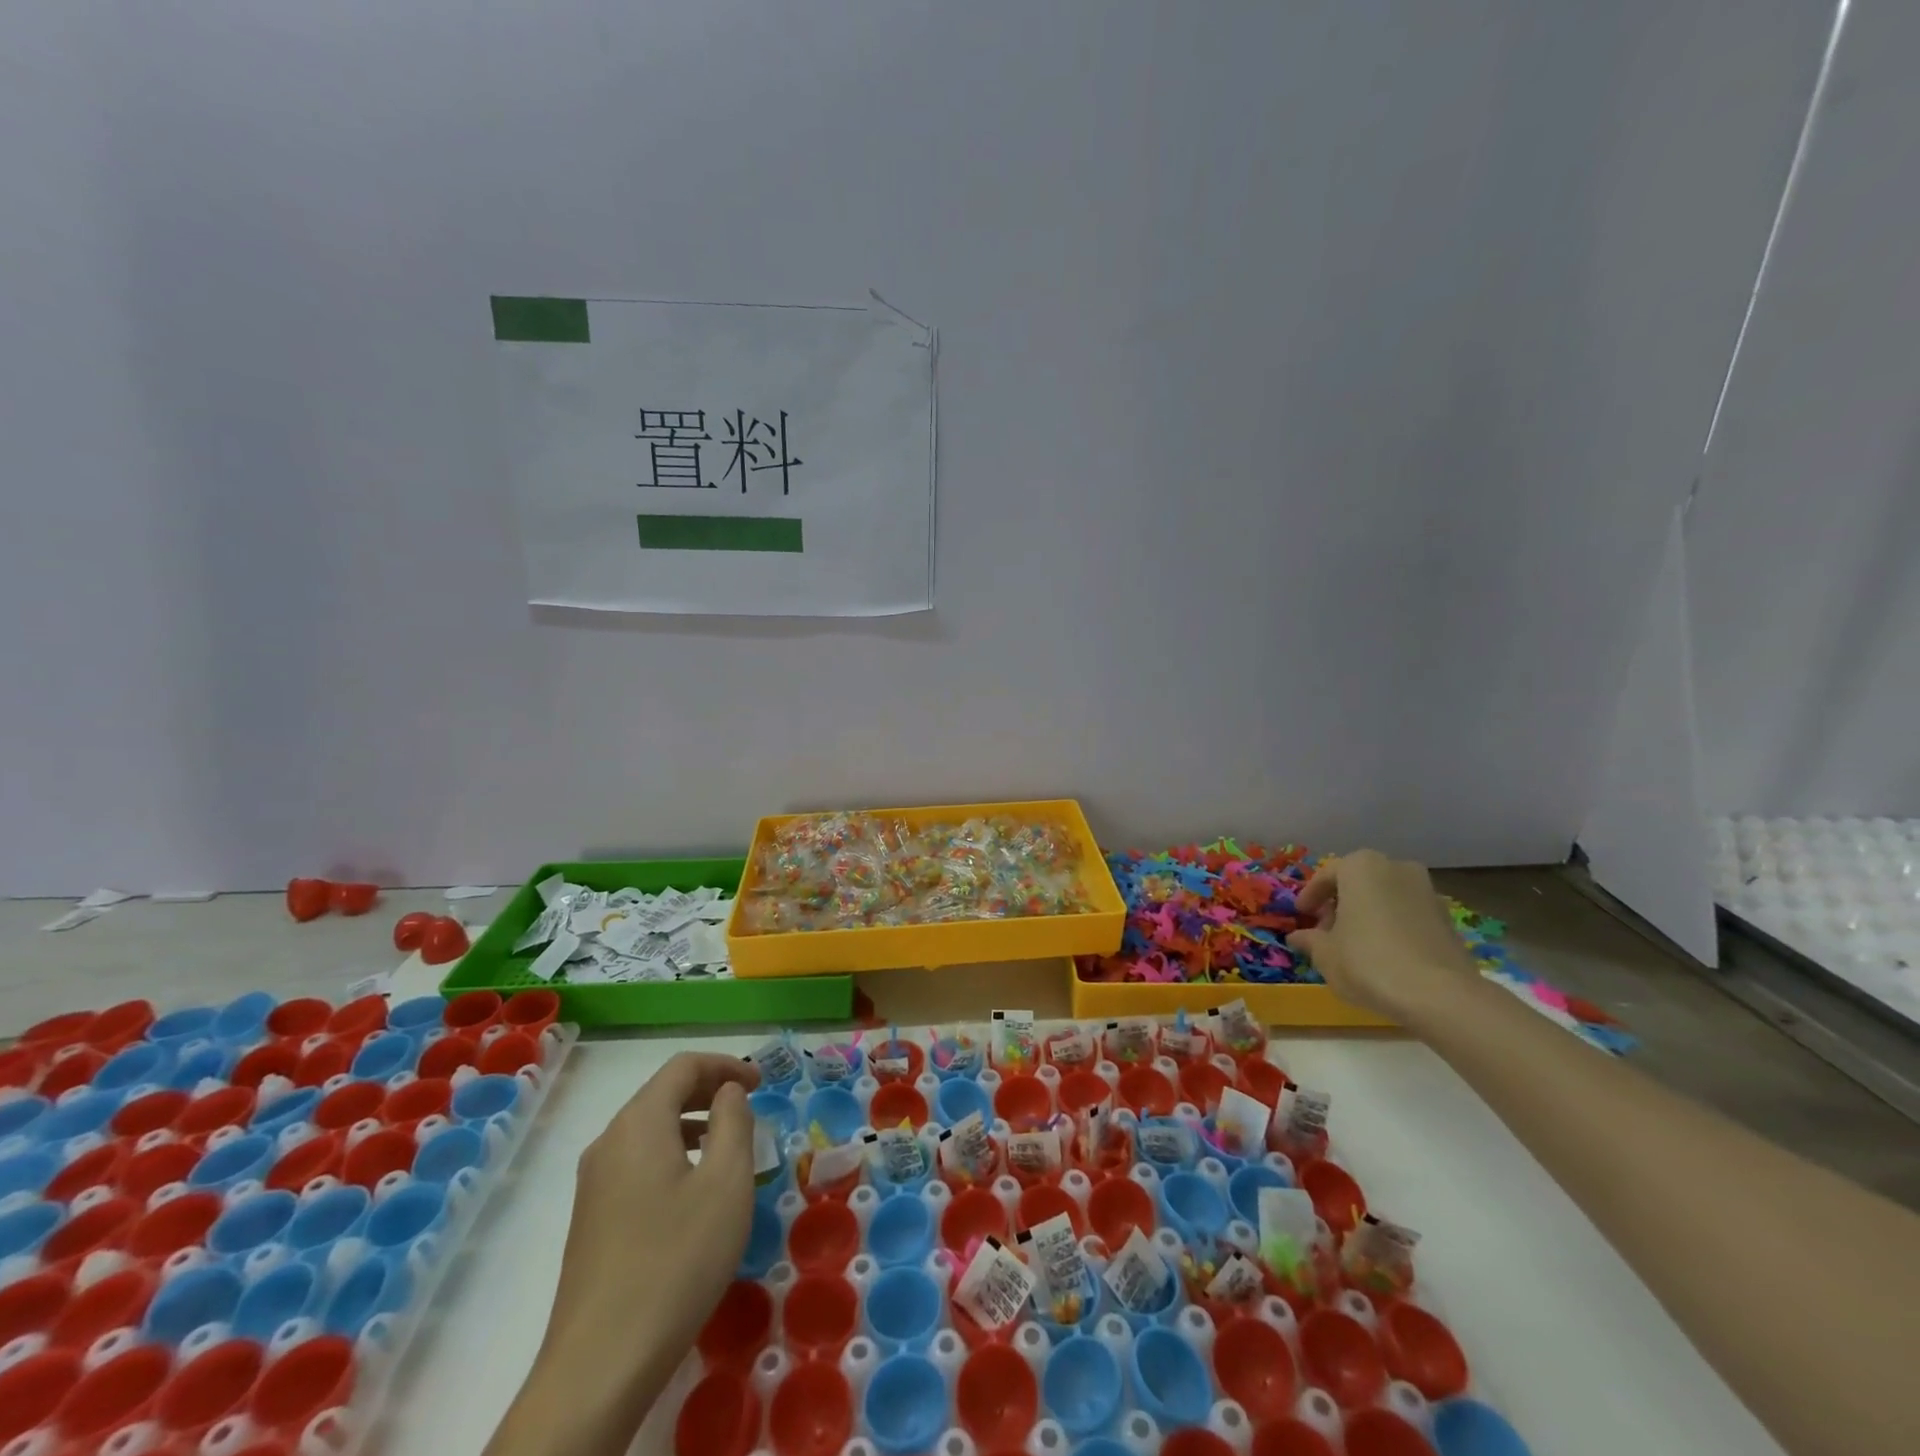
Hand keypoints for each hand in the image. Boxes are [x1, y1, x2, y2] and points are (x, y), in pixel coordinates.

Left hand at [490, 1053, 760, 1455]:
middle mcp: (609, 1141)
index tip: (761, 1082)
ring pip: (649, 1130)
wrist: (600, 1365)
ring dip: (692, 1124)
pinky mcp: (590, 1219)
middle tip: (749, 1105)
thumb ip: (733, 1122)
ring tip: (729, 1147)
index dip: (726, 1064)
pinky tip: (694, 1191)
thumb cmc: (676, 1259)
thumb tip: (727, 1092)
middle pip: (662, 1094)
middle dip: (709, 1090)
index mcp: (639, 1123)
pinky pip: (637, 1162)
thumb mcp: (726, 1182)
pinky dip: (672, 1153)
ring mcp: (593, 1183)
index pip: (683, 1067)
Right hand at [1285, 849, 1478, 1022]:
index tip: (1302, 915)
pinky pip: (1408, 914)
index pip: (1327, 875)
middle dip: (1340, 904)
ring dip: (1367, 914)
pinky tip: (1384, 954)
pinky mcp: (1448, 918)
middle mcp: (1396, 868)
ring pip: (1385, 897)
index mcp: (1361, 867)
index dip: (1310, 897)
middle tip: (1326, 931)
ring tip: (1355, 945)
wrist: (1440, 995)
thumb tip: (1297, 937)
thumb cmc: (1368, 962)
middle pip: (1358, 882)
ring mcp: (1427, 891)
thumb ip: (1309, 940)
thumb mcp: (1325, 954)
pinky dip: (1392, 926)